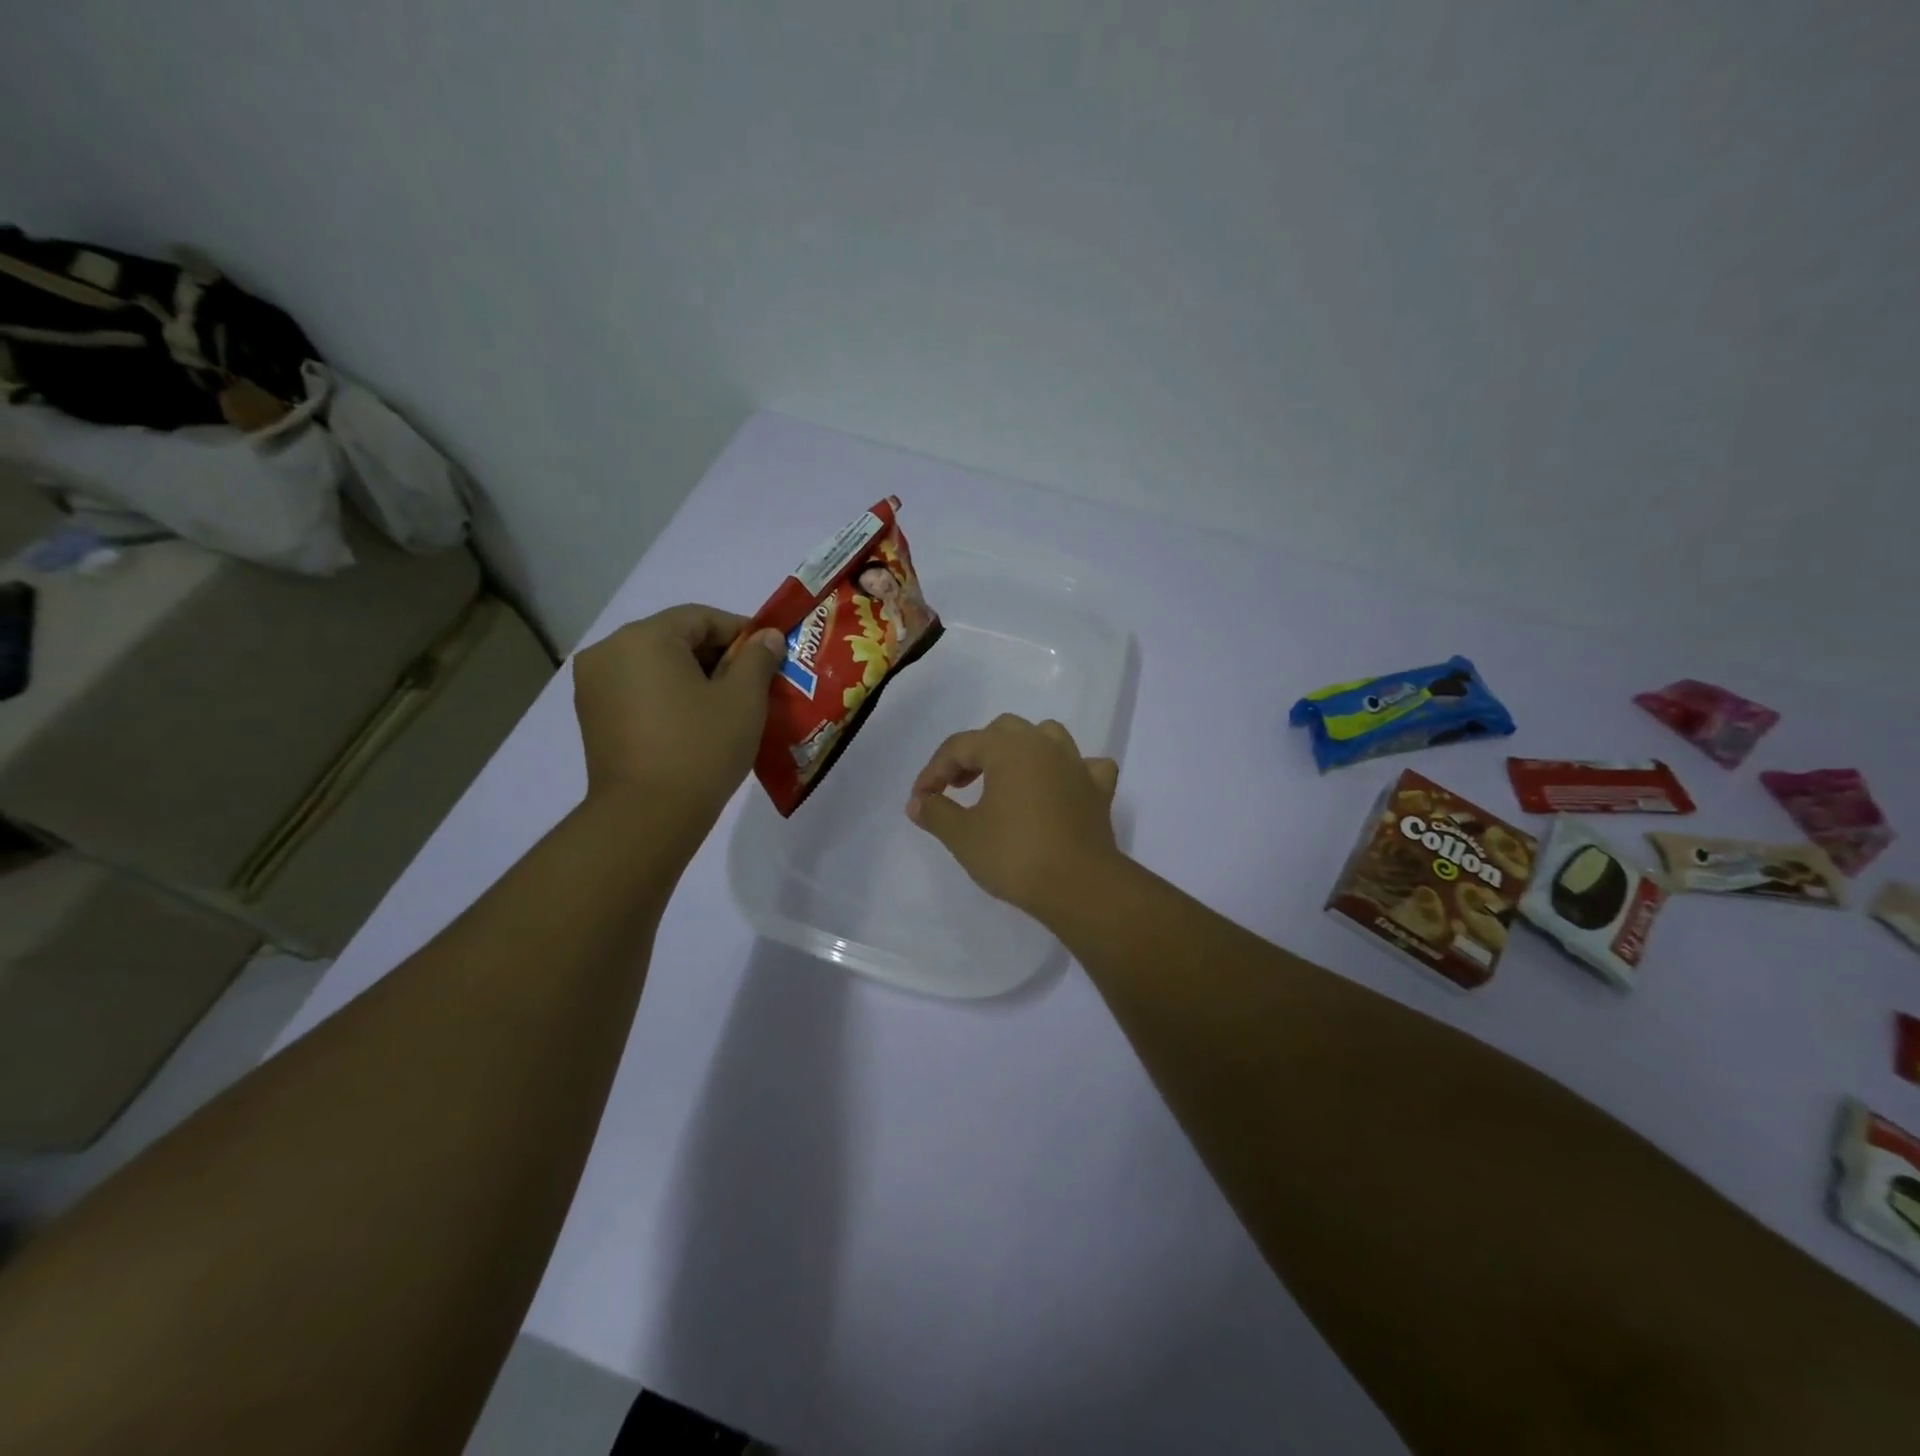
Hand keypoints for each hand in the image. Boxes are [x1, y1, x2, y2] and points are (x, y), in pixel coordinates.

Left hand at [573, 605, 783, 829]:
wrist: (647, 816)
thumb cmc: (701, 748)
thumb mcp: (743, 699)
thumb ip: (758, 658)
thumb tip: (768, 637)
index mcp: (644, 637)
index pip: (701, 617)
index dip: (742, 632)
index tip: (770, 656)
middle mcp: (609, 651)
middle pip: (674, 638)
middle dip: (716, 656)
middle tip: (752, 683)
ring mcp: (593, 685)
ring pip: (655, 665)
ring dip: (692, 676)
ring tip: (725, 706)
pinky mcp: (591, 716)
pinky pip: (637, 689)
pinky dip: (667, 695)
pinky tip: (693, 722)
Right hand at [906, 714, 1121, 917]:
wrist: (1079, 886)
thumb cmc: (1015, 855)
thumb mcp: (963, 837)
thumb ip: (936, 813)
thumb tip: (918, 802)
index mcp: (1008, 748)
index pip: (960, 746)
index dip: (934, 770)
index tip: (921, 800)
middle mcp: (1044, 745)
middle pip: (1002, 731)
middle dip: (975, 754)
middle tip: (958, 787)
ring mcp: (1076, 765)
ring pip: (1046, 737)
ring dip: (1022, 751)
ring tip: (1006, 779)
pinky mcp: (1099, 790)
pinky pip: (1085, 767)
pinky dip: (1069, 772)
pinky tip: (1060, 788)